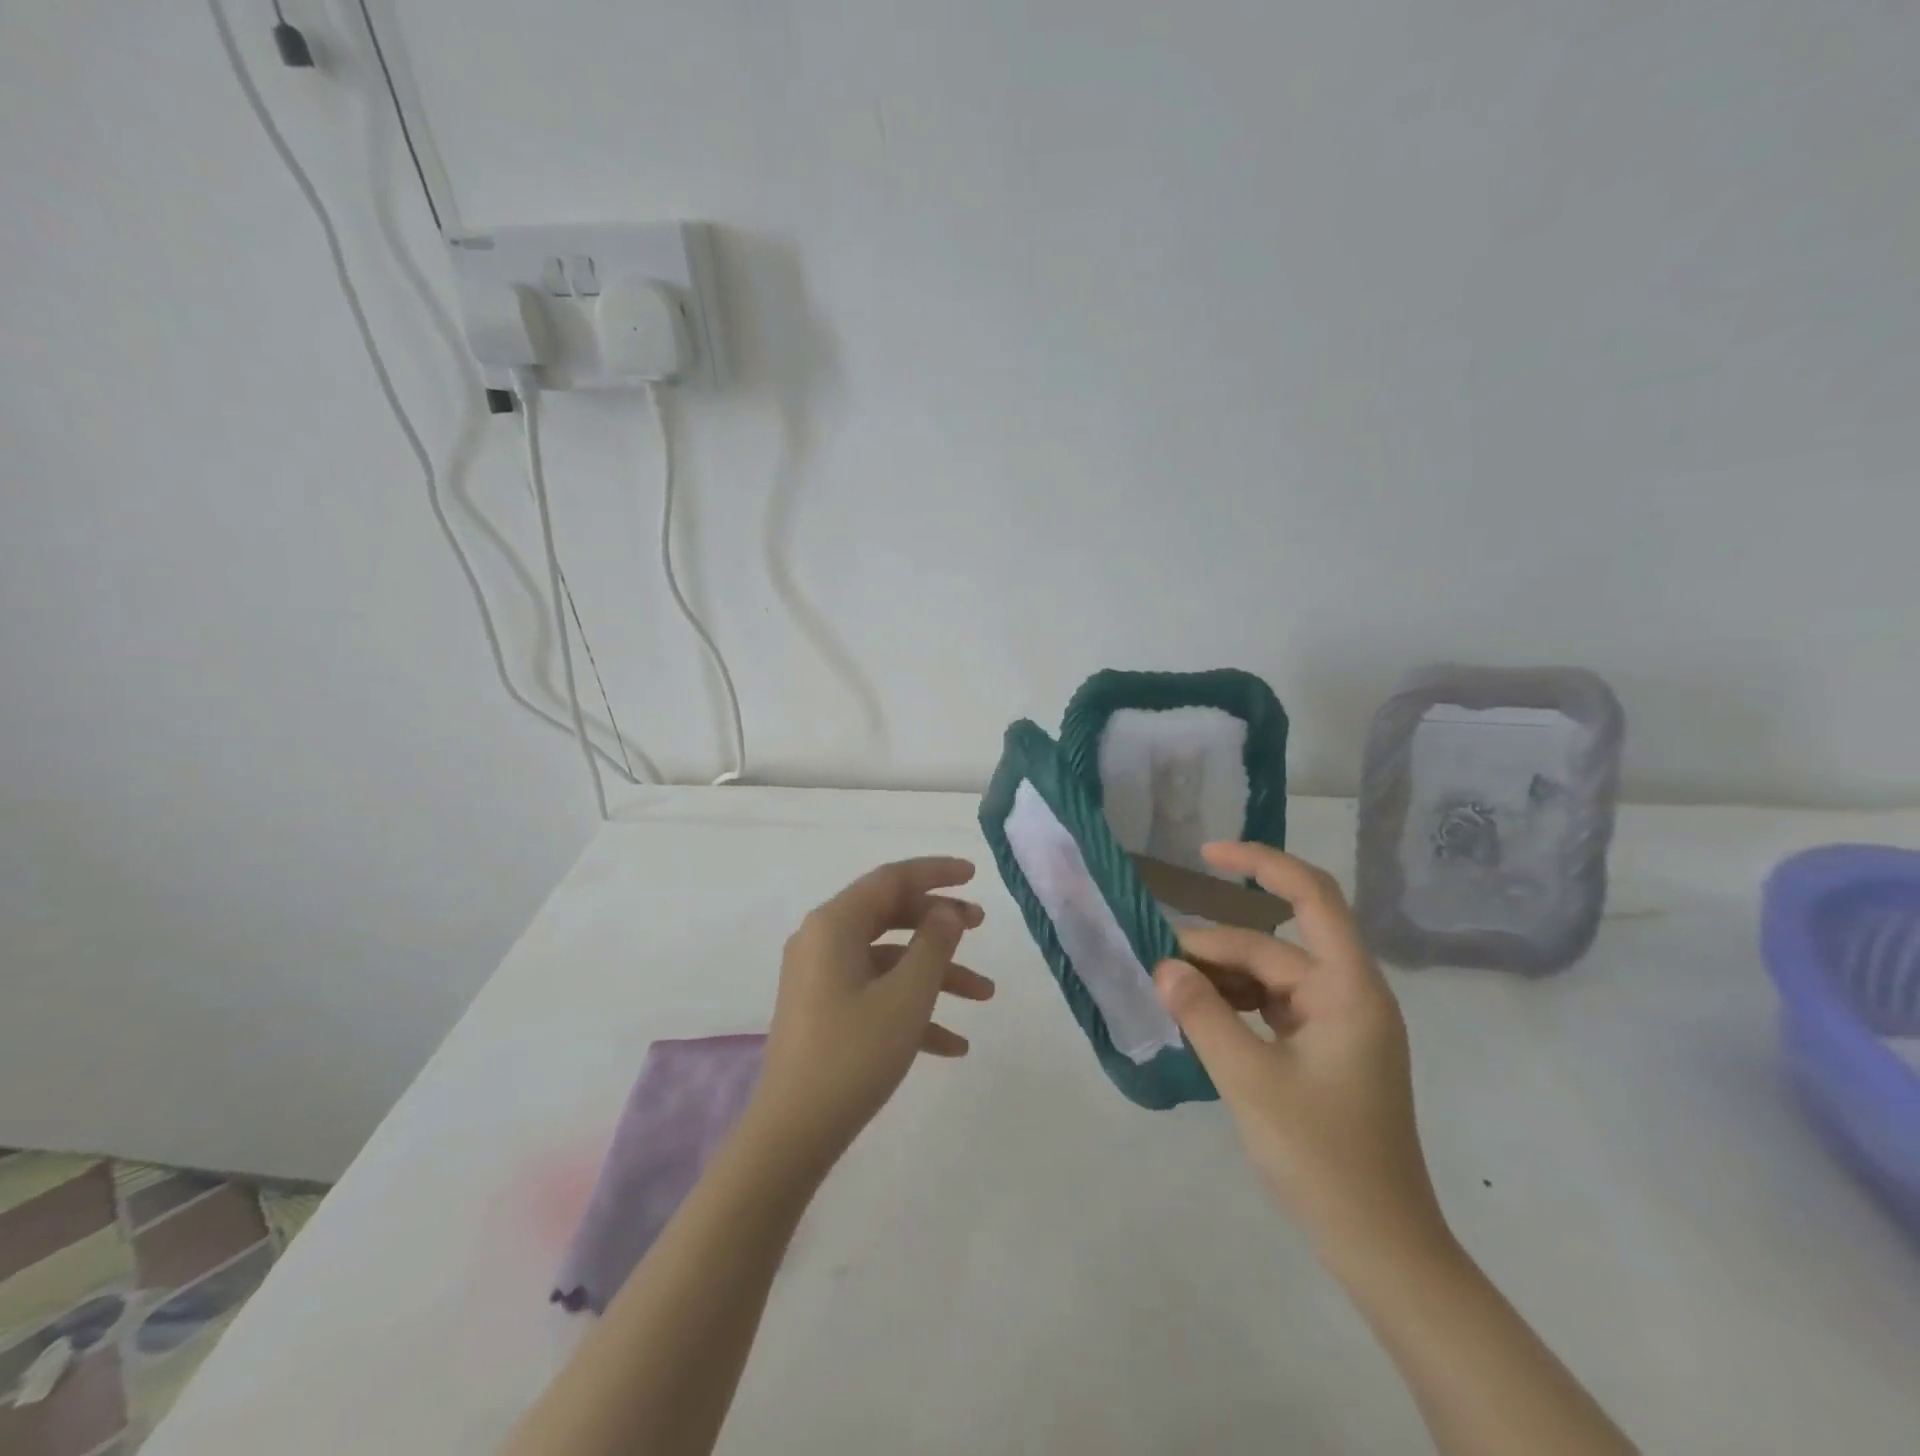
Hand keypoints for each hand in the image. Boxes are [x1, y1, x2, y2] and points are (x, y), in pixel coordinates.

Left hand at [750, 857, 993, 1177]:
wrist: (792, 1134)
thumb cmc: (853, 1054)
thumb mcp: (906, 996)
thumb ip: (933, 944)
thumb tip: (946, 911)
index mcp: (835, 924)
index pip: (891, 879)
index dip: (935, 872)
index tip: (974, 875)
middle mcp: (823, 941)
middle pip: (890, 914)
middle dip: (939, 921)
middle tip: (981, 926)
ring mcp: (821, 978)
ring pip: (889, 959)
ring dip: (936, 972)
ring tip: (984, 994)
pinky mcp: (824, 1011)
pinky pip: (876, 993)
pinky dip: (912, 1008)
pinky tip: (953, 1045)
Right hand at [1155, 843, 1444, 1260]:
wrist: (1380, 1247)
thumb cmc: (1324, 1158)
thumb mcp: (1250, 1080)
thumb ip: (1203, 1014)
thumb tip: (1162, 966)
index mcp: (1348, 989)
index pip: (1311, 897)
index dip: (1260, 864)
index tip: (1206, 856)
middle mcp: (1346, 995)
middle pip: (1271, 947)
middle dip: (1212, 949)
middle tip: (1153, 967)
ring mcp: (1336, 1024)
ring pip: (1267, 977)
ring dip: (1219, 978)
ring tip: (1167, 989)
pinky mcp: (1322, 1051)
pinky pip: (1270, 1007)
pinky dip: (1233, 1005)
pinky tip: (1197, 1015)